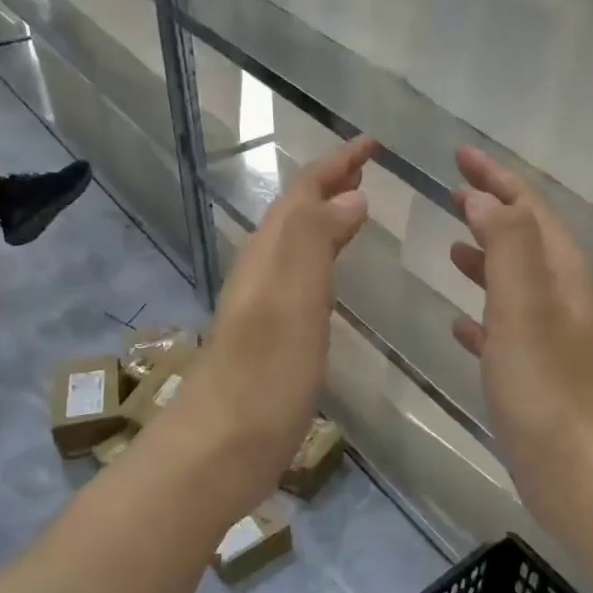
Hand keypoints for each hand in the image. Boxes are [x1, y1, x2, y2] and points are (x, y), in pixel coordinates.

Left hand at [177, 135, 376, 500]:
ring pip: (296, 243)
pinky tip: (333, 275)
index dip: (337, 163)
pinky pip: (300, 278)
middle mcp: (262, 272)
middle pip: (296, 212)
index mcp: (269, 256)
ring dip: (326, 216)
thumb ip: (315, 241)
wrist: (219, 450)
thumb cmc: (264, 375)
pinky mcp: (271, 338)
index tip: (374, 143)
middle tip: (369, 166)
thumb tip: (350, 195)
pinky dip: (322, 257)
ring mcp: (264, 306)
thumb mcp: (292, 300)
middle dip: (331, 183)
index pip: (304, 193)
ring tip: (359, 206)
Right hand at [449, 146, 592, 505]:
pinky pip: (505, 326)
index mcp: (563, 270)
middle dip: (491, 209)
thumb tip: (484, 199)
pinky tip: (459, 321)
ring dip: (486, 257)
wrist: (576, 468)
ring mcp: (551, 334)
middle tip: (452, 190)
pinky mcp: (535, 370)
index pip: (528, 207)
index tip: (459, 153)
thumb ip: (506, 244)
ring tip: (452, 245)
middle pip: (524, 237)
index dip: (496, 177)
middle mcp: (562, 294)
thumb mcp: (524, 303)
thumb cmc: (546, 384)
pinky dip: (483, 312)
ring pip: (514, 280)